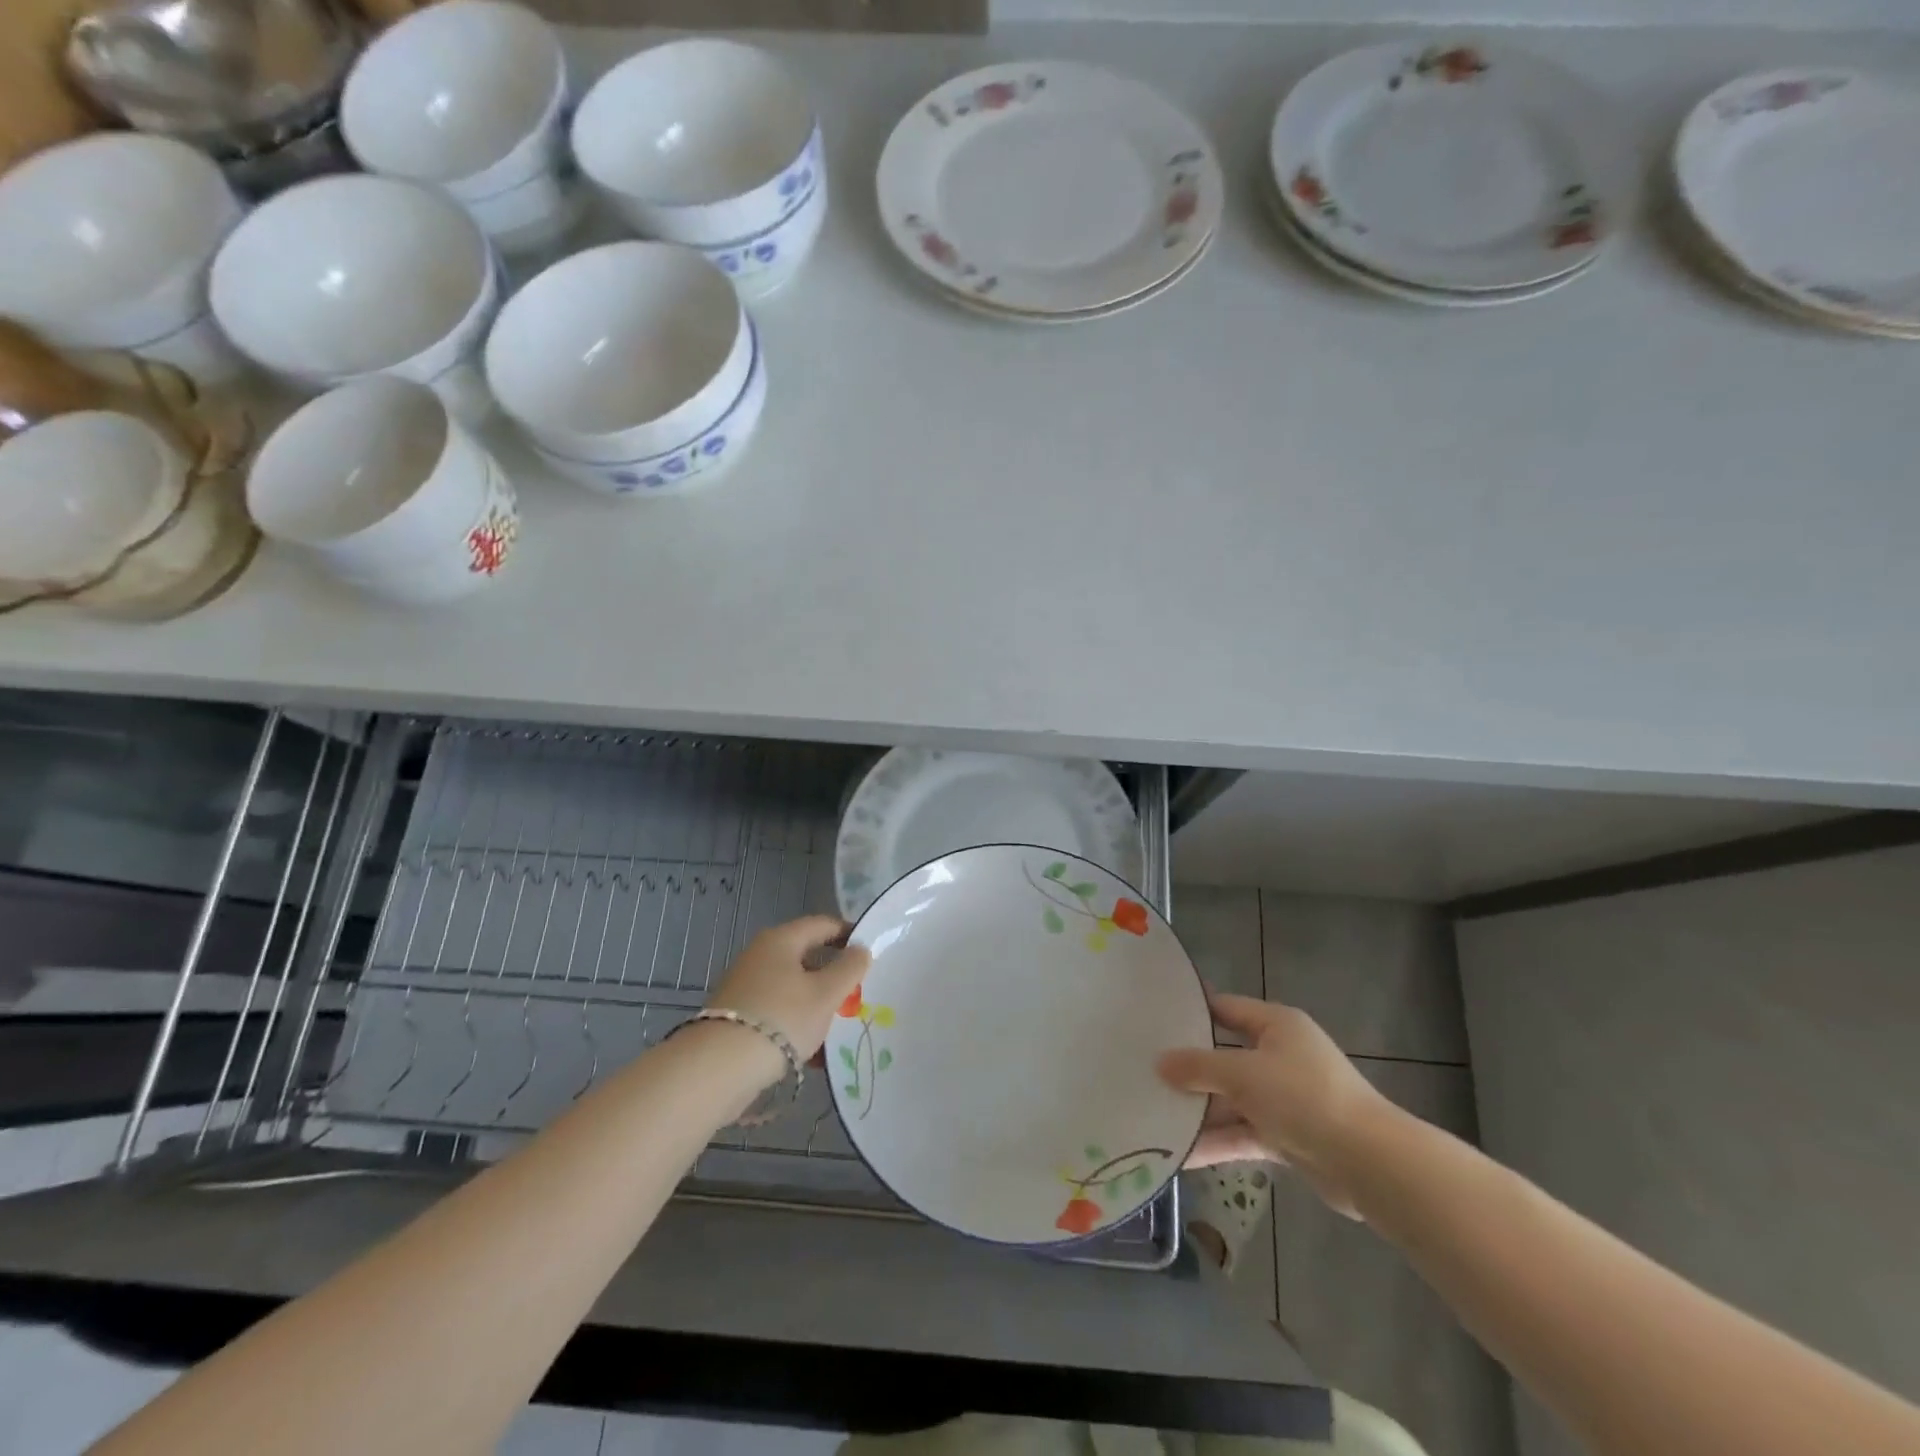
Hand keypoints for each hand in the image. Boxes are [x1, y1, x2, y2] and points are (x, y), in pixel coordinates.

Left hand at [705, 916, 871, 1062]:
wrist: (719, 1068)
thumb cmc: (782, 1018)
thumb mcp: (826, 993)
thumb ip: (849, 968)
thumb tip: (861, 949)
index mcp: (781, 939)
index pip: (823, 925)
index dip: (849, 934)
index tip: (871, 952)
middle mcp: (760, 955)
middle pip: (806, 957)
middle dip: (833, 976)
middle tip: (858, 994)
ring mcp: (745, 986)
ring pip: (792, 988)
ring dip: (817, 1004)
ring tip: (839, 1028)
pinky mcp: (737, 1016)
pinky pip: (777, 1012)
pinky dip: (797, 1025)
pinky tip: (813, 1052)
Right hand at [1158, 992, 1396, 1218]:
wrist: (1370, 1164)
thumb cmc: (1303, 1097)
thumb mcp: (1243, 1074)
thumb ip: (1199, 1067)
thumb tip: (1160, 1063)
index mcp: (1276, 1025)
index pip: (1225, 1008)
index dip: (1192, 1013)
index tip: (1153, 1020)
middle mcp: (1280, 1056)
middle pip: (1225, 1057)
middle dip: (1189, 1070)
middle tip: (1144, 1072)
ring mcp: (1285, 1098)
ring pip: (1232, 1100)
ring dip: (1200, 1112)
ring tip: (1154, 1117)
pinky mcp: (1289, 1137)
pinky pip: (1244, 1134)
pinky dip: (1219, 1143)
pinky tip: (1183, 1155)